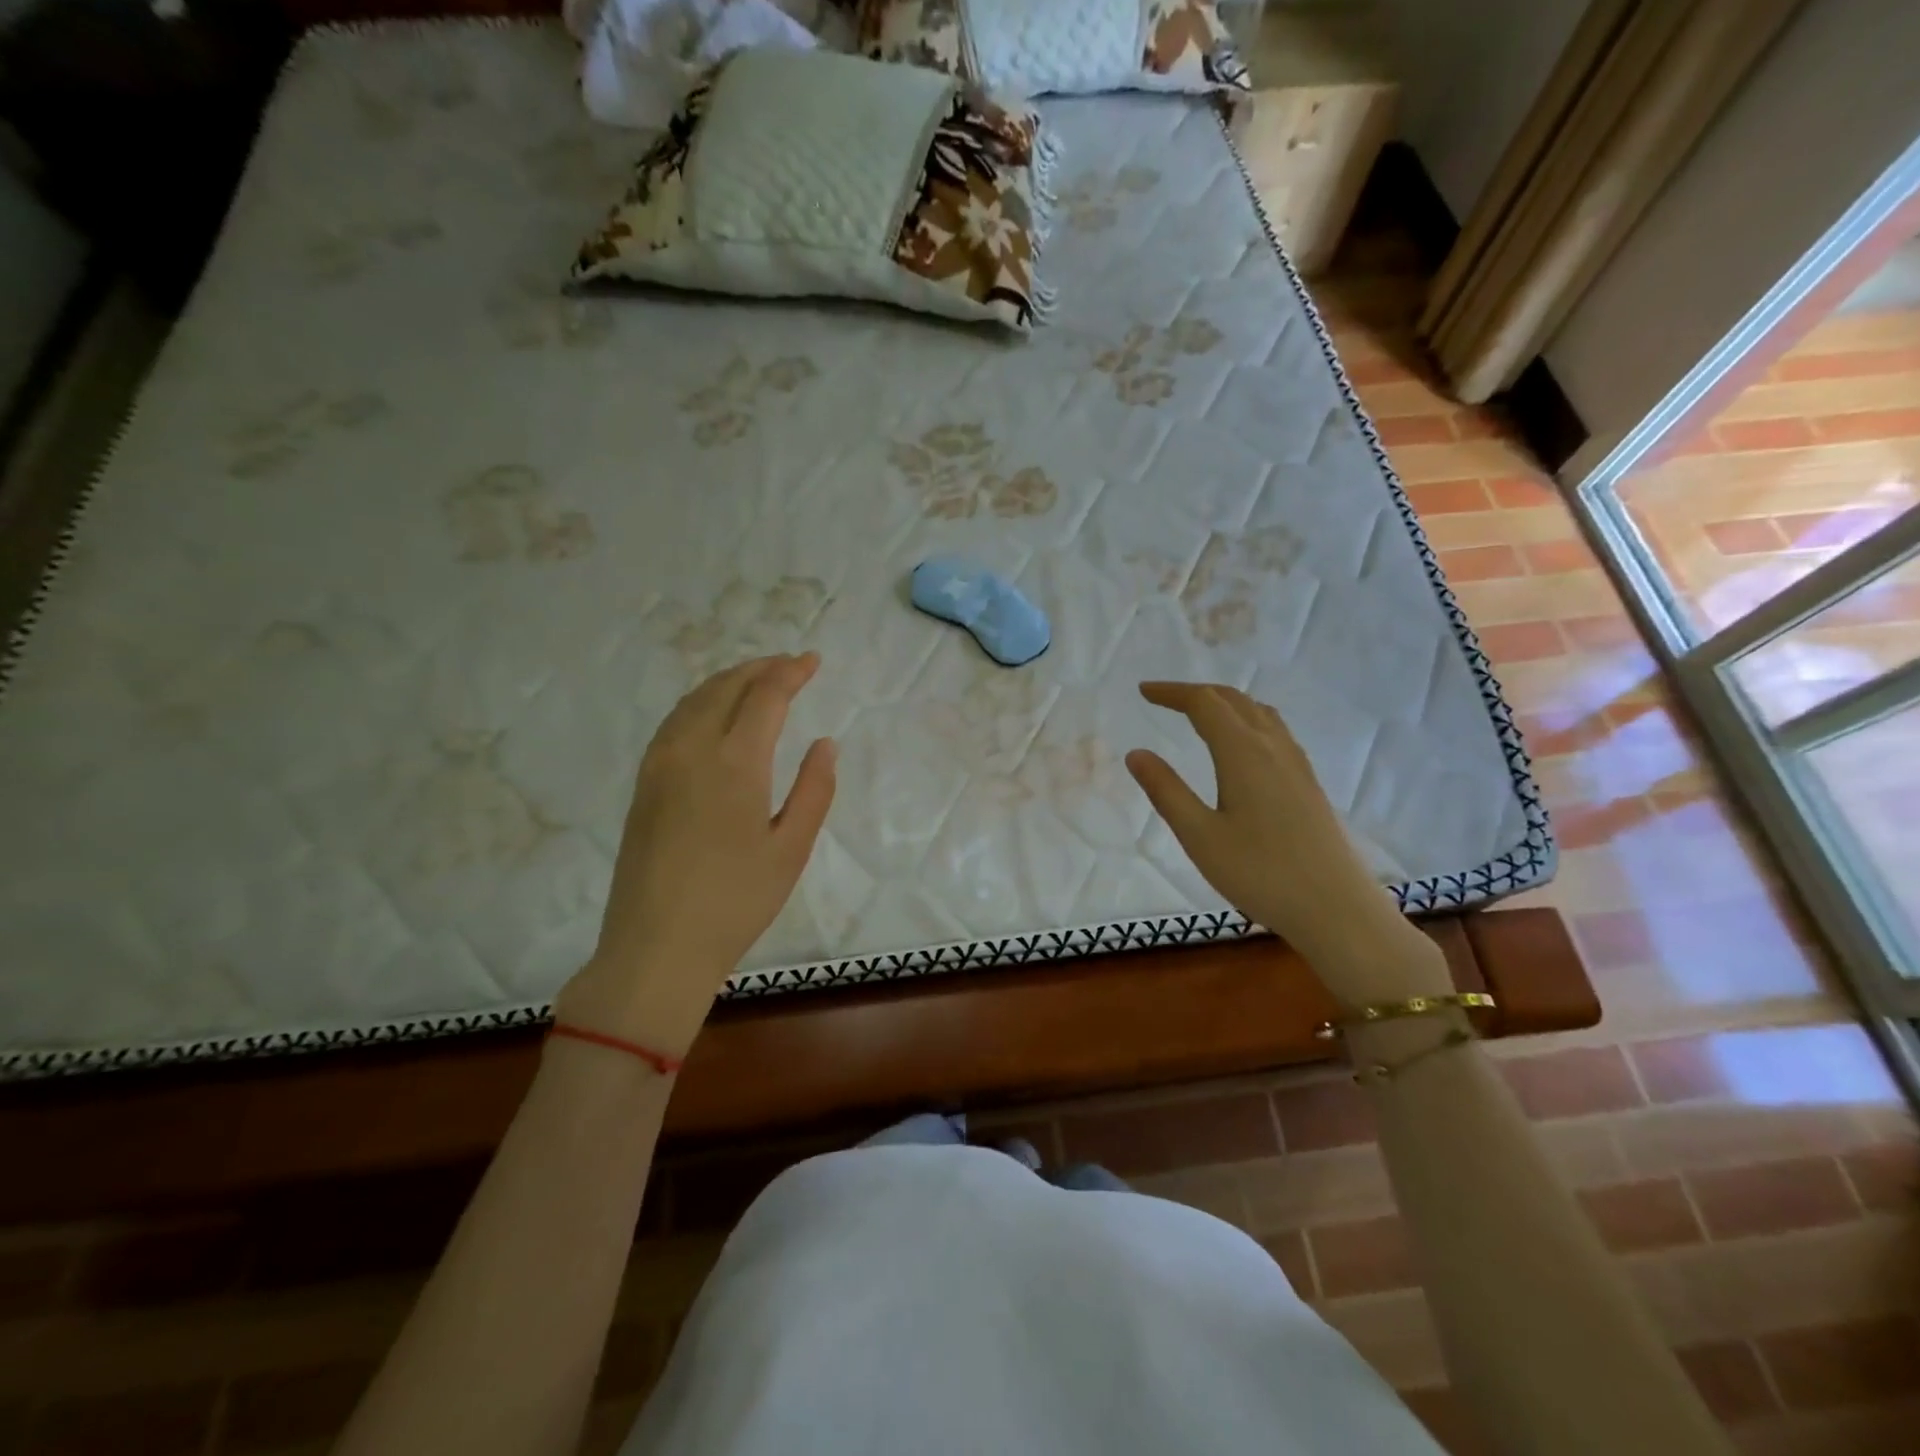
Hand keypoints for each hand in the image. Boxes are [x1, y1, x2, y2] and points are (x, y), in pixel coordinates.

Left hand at [556, 653, 836, 1055]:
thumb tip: (824, 743)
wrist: (656, 947)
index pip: (765, 696)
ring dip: (729, 680)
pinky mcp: (644, 783)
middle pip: (726, 687)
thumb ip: (814, 790)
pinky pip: (675, 721)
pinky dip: (702, 701)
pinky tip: (715, 713)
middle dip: (761, 668)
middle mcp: (691, 749)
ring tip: (757, 680)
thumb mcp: (791, 849)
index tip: (813, 661)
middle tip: (790, 665)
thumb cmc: (736, 902)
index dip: (791, 672)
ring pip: (694, 699)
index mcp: (734, 763)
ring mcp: (660, 764)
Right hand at [1125, 682, 1444, 1003]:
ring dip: (1224, 703)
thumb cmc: (1261, 874)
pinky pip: (1275, 732)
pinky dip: (1247, 721)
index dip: (1172, 692)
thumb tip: (1136, 753)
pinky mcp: (1308, 783)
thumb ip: (1166, 791)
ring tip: (1199, 714)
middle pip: (1233, 700)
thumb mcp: (1200, 836)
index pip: (1204, 703)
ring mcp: (1296, 764)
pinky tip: (1241, 747)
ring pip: (1258, 713)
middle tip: (1163, 699)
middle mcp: (1273, 747)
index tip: (1143, 691)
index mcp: (1243, 753)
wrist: (1337, 909)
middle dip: (1195, 693)